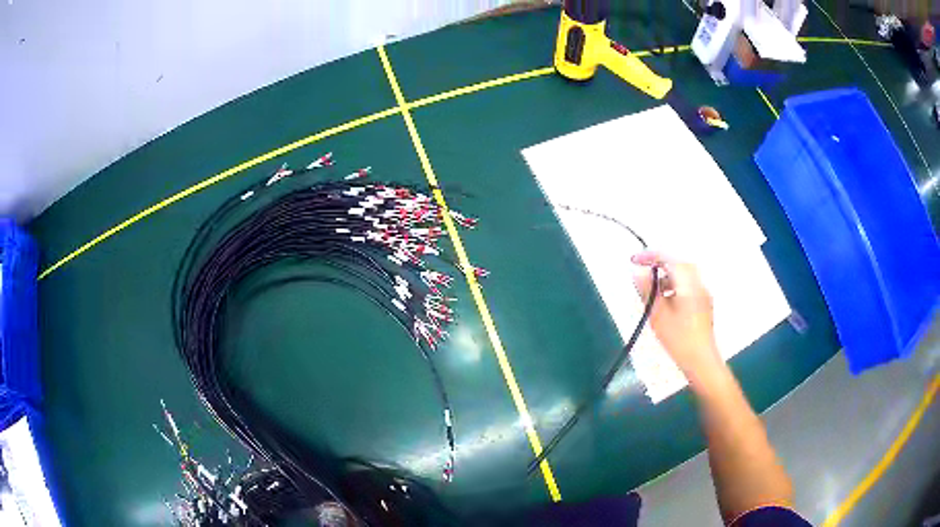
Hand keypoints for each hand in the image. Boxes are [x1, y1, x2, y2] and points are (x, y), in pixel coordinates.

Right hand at [631, 251, 720, 378]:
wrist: (701, 361)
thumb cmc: (679, 339)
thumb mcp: (657, 315)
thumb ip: (647, 291)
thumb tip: (637, 272)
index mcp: (688, 283)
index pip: (668, 258)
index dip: (650, 256)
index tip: (634, 260)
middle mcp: (698, 283)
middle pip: (679, 263)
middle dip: (659, 263)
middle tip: (642, 271)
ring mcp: (703, 293)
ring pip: (684, 274)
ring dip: (667, 275)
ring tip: (652, 289)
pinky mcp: (704, 303)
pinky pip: (688, 285)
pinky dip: (674, 285)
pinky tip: (665, 301)